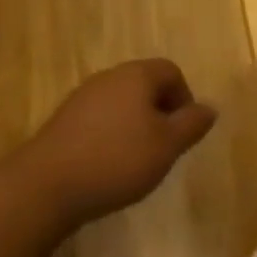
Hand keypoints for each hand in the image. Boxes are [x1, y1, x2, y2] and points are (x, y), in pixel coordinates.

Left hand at [19, 60, 217, 228]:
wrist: (46, 185)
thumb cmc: (117, 160)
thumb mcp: (166, 146)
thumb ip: (191, 124)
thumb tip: (210, 107)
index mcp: (137, 75)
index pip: (171, 71)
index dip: (184, 99)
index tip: (183, 133)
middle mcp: (110, 76)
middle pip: (145, 85)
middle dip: (159, 112)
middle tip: (163, 148)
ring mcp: (83, 96)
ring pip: (121, 102)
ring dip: (134, 125)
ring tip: (136, 160)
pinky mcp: (64, 120)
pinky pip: (99, 119)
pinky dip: (110, 136)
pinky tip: (107, 165)